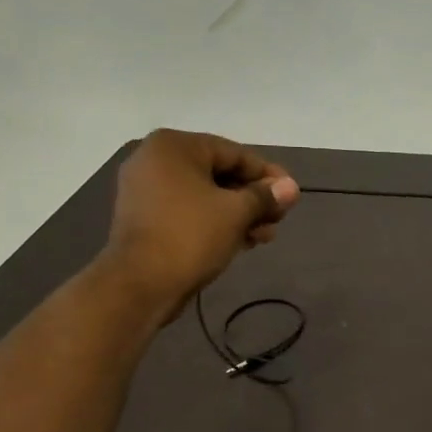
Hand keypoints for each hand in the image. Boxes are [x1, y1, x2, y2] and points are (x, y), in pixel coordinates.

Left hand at [99, 130, 299, 318]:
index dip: (268, 175)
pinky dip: (216, 222)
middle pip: (220, 174)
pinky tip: (244, 241)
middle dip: (254, 198)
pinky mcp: (146, 218)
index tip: (292, 195)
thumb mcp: (236, 212)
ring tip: (265, 236)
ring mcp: (147, 191)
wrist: (139, 285)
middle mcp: (155, 161)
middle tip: (279, 219)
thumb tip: (291, 188)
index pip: (234, 153)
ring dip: (240, 214)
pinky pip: (190, 211)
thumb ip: (265, 196)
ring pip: (206, 195)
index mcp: (173, 147)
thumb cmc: (190, 235)